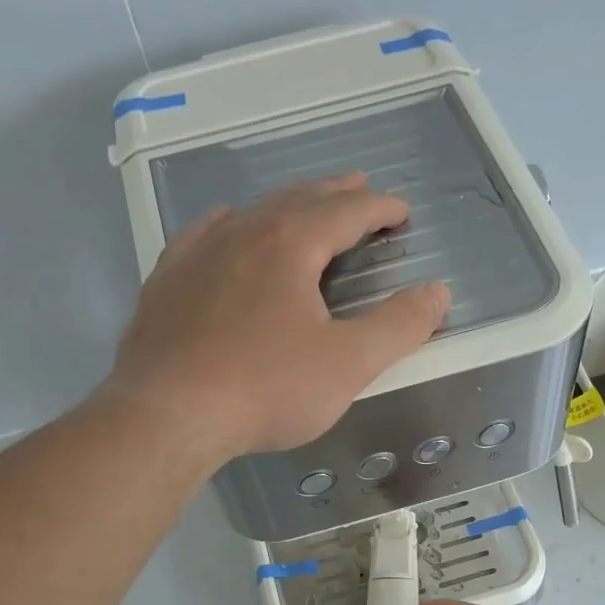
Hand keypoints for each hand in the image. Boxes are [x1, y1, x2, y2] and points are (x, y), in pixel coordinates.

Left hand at [107, 174, 449, 459]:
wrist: (167, 414)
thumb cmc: (265, 389)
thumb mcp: (347, 364)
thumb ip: (398, 326)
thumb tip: (437, 293)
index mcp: (291, 244)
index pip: (347, 212)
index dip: (380, 209)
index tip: (402, 211)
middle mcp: (243, 232)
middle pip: (299, 200)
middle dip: (336, 196)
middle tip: (361, 190)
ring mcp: (198, 253)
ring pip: (252, 213)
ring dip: (287, 206)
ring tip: (305, 208)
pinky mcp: (166, 281)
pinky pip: (205, 235)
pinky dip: (231, 225)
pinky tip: (228, 227)